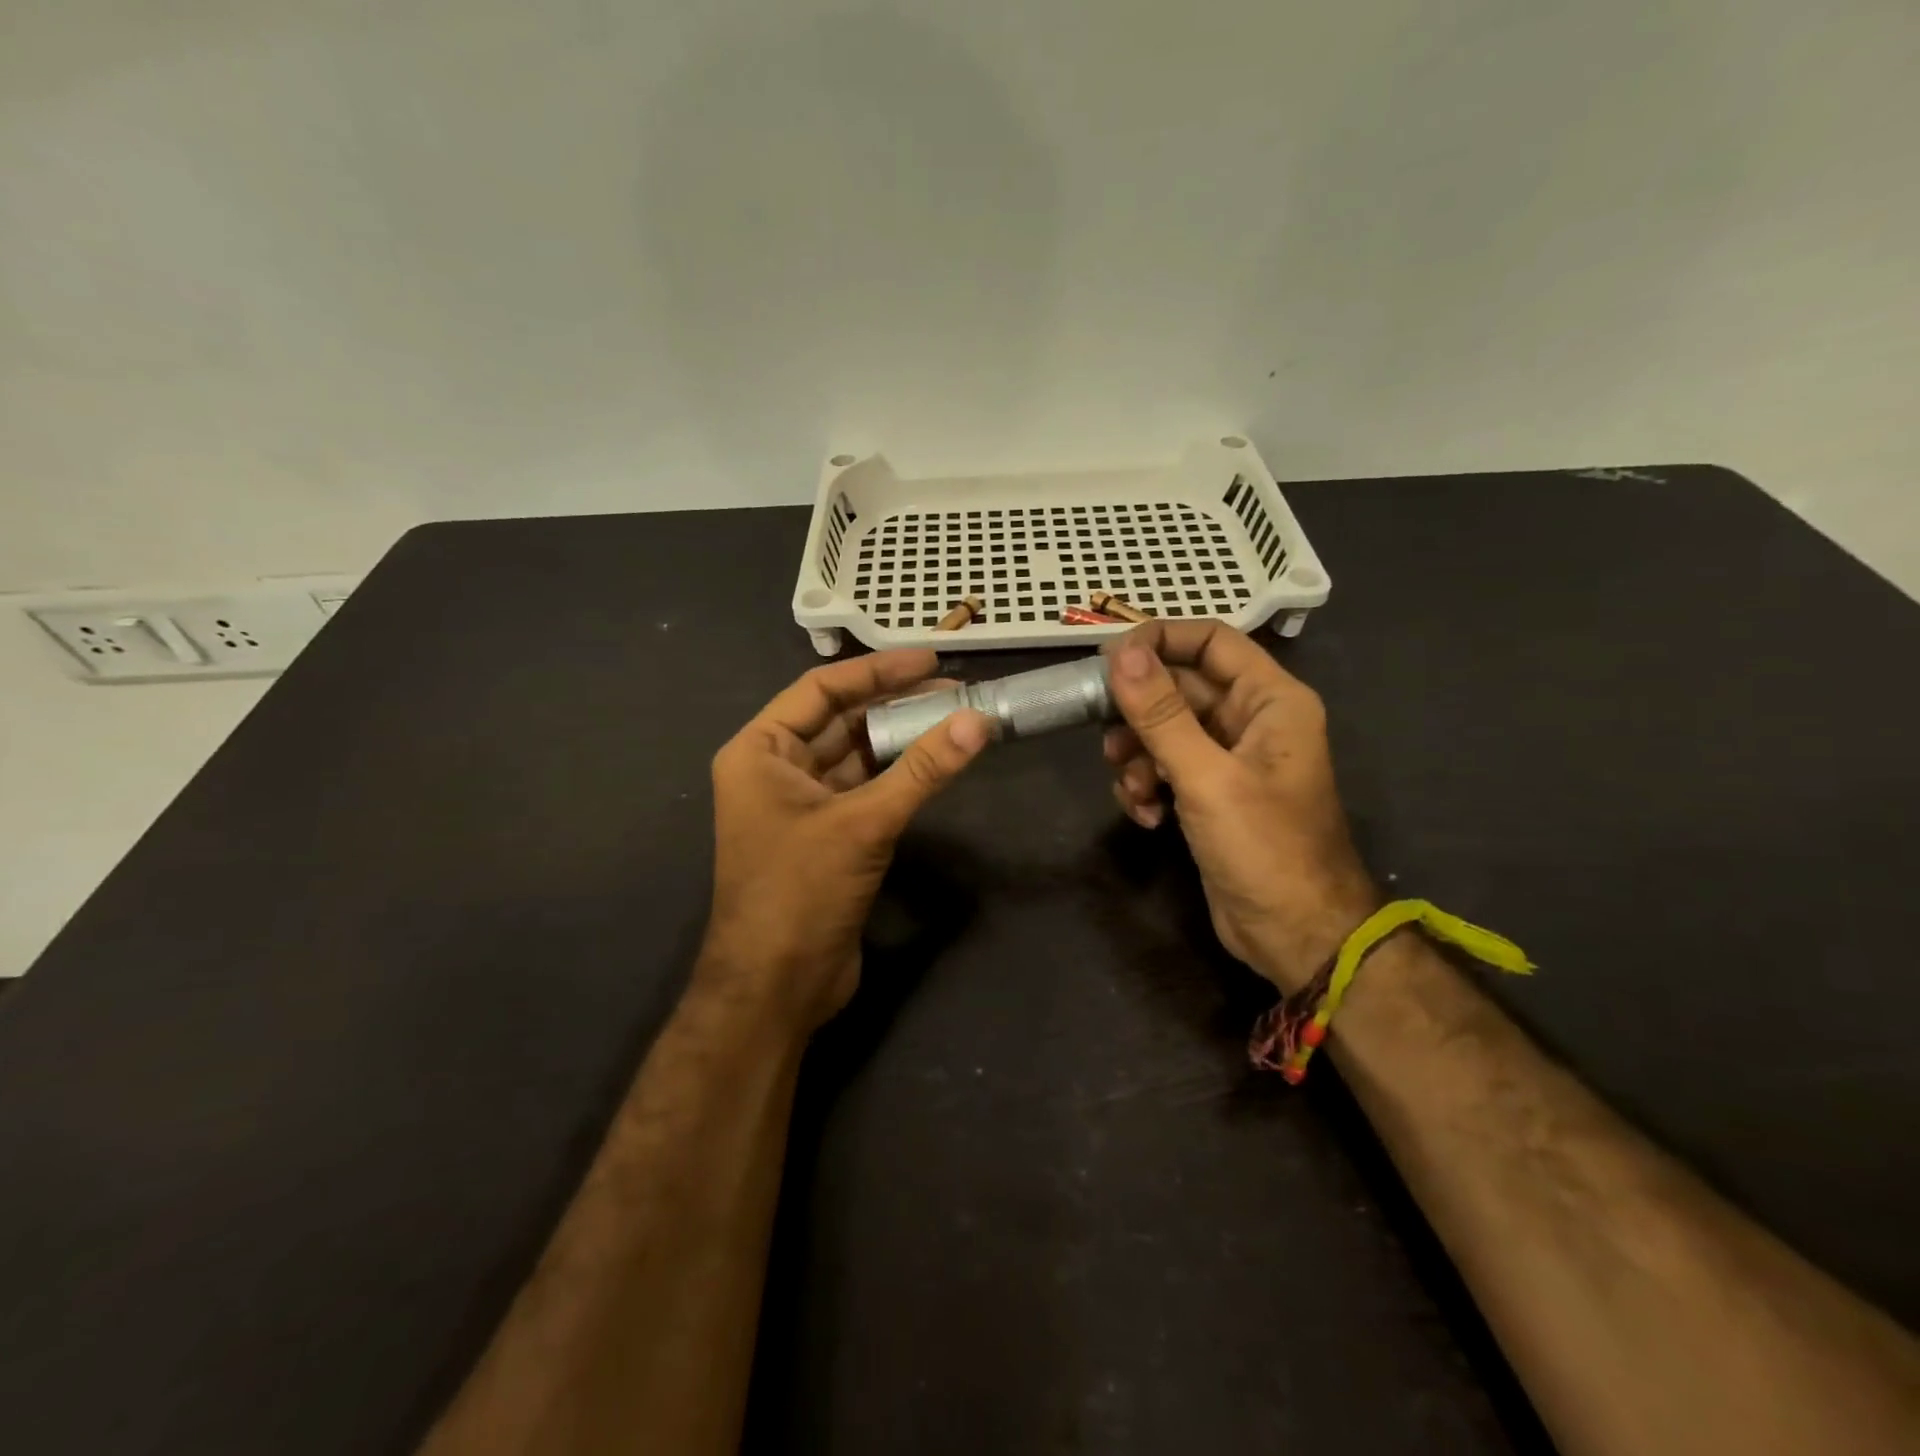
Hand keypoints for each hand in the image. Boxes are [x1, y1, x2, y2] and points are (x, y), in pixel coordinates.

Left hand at [701, 649, 991, 1033]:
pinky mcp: (825, 836)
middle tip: (955, 690)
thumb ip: (922, 770)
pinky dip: (897, 776)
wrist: (776, 988)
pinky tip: (935, 763)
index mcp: (759, 752)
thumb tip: (978, 721)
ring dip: (899, 740)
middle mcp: (774, 770)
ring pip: (855, 756)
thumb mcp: (863, 824)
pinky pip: (864, 790)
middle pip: (840, 721)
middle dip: (894, 704)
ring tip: (954, 720)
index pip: (821, 690)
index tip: (931, 660)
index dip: (877, 671)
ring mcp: (800, 805)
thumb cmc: (800, 893)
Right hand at [1102, 621, 1377, 991]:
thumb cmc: (1265, 847)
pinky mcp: (1210, 794)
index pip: (1210, 641)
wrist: (1296, 934)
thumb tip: (1121, 654)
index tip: (1109, 662)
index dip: (1159, 641)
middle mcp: (1251, 721)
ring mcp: (1229, 760)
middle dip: (1138, 714)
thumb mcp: (1206, 776)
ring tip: (1133, 790)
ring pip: (1164, 731)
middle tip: (1105, 736)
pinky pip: (1165, 768)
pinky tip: (1147, 817)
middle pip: (1179, 688)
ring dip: (1137, 757)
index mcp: (1270, 700)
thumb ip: (1161, 714)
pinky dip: (1147, 787)